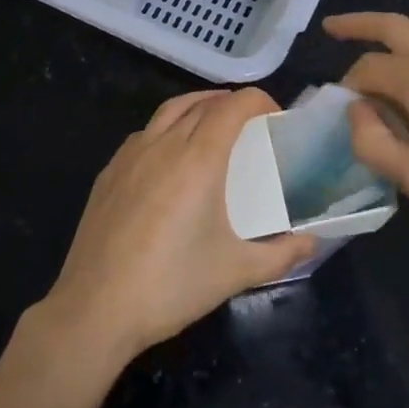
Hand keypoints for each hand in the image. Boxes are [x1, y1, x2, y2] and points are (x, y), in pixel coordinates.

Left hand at [40, 87, 318, 365]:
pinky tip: (171, 157)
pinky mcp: (109, 171)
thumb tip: (312, 242)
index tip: (275, 116)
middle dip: (230, 103)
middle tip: (250, 124)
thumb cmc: (172, 285)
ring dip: (196, 106)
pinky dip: (166, 128)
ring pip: (169, 110)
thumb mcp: (235, 271)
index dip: (258, 100)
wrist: (96, 307)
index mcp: (198, 158)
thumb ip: (280, 254)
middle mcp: (164, 143)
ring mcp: (131, 154)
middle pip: (202, 102)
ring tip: (213, 125)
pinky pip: (144, 133)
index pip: (233, 106)